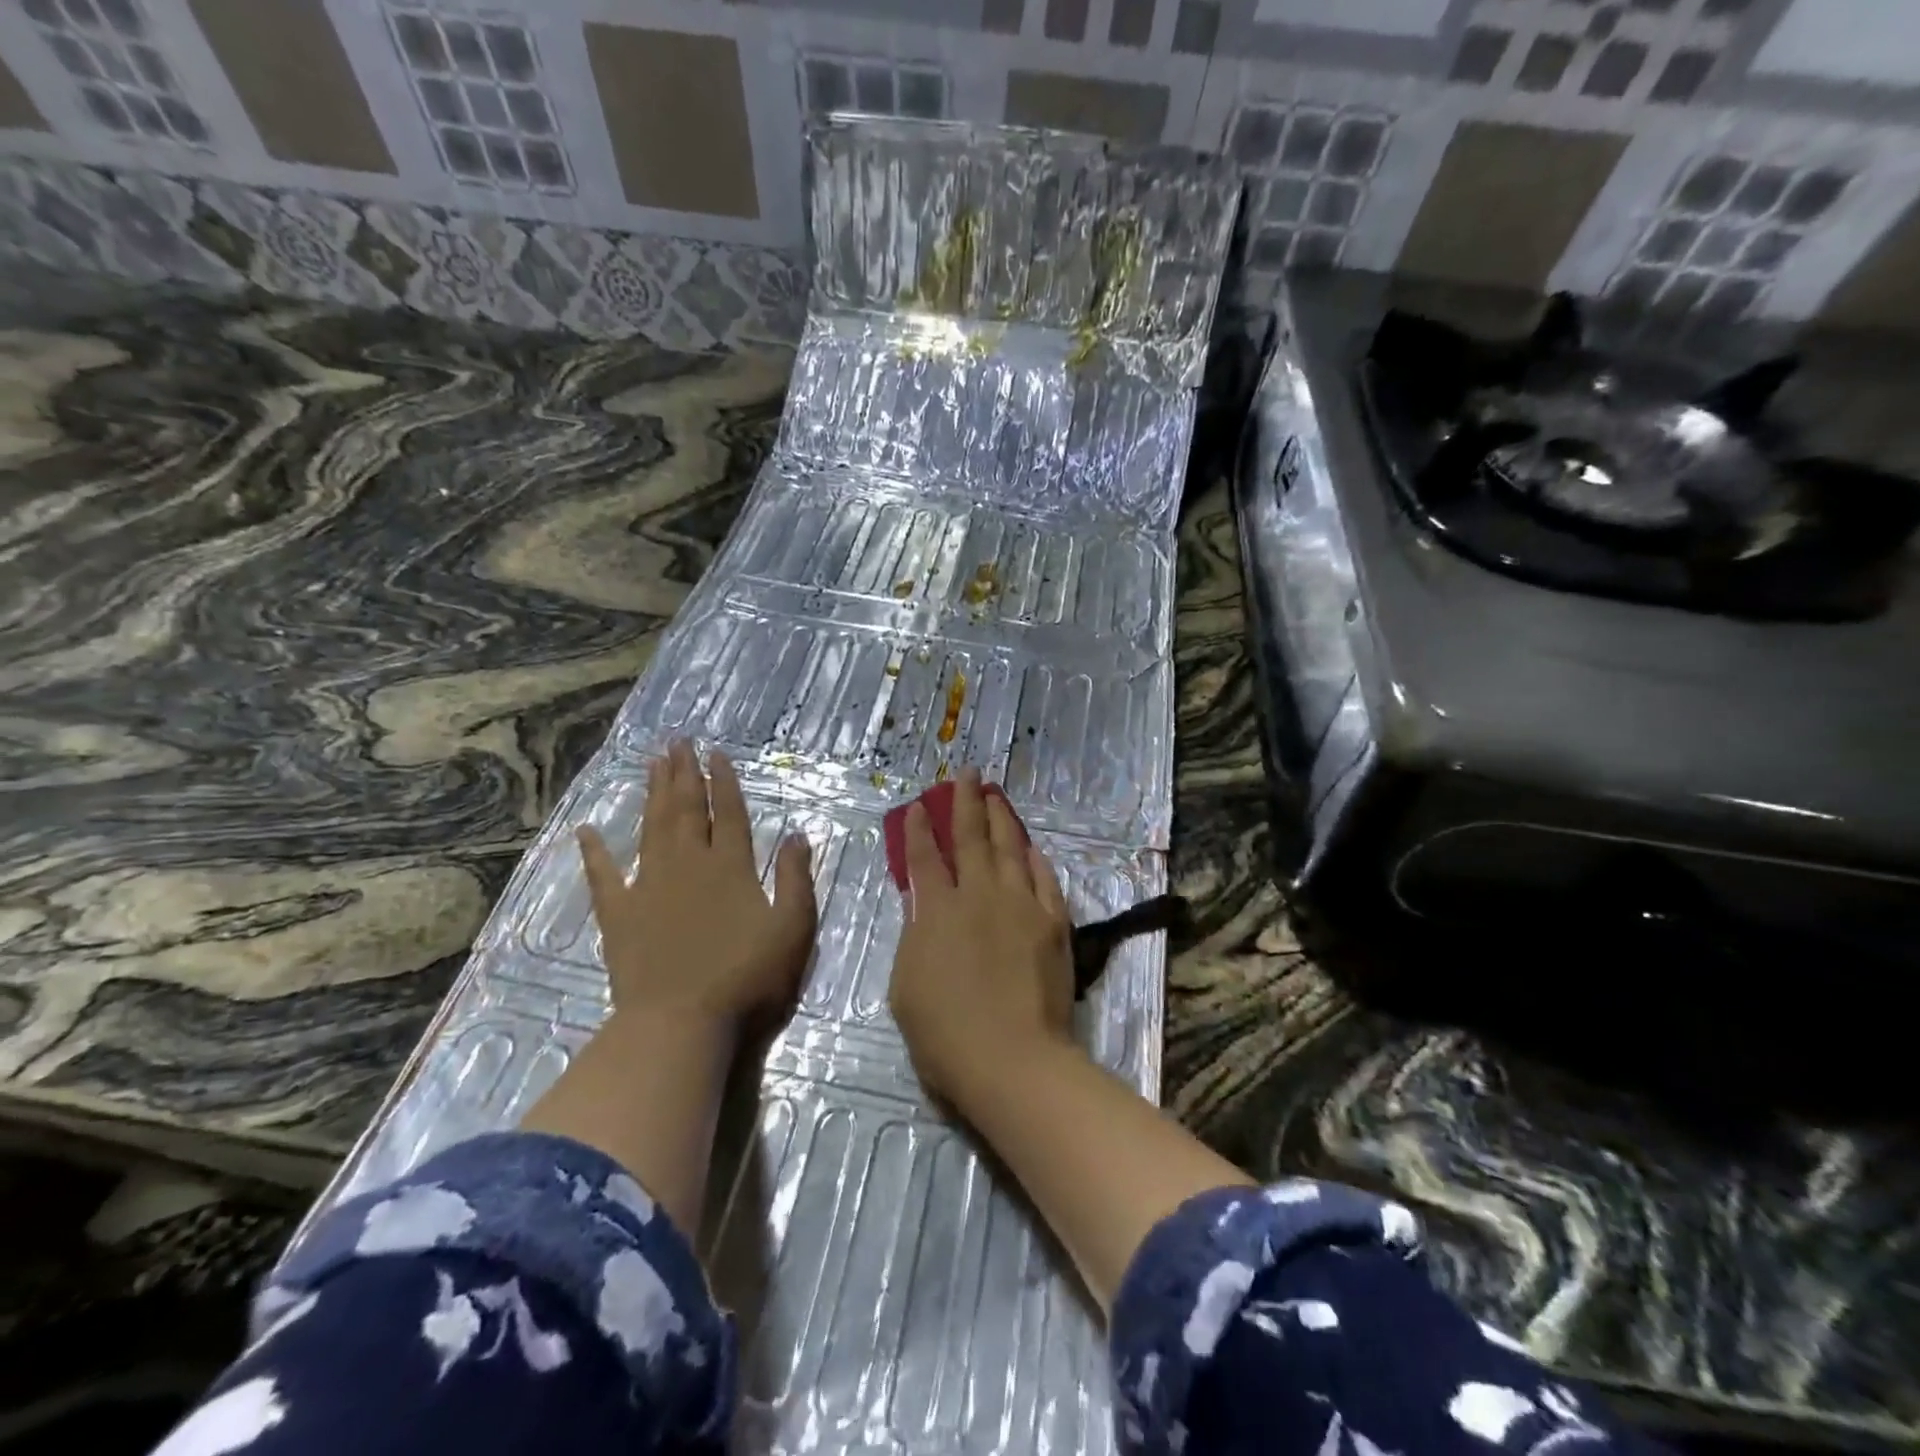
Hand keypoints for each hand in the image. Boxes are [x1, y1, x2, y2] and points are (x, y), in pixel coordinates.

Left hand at [578, 739, 815, 1028]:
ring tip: (652, 763)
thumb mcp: (792, 928)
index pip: (728, 813)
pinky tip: (586, 829)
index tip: (716, 753)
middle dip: (684, 774)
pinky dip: (594, 852)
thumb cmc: (747, 977)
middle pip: (686, 809)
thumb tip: (796, 834)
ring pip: (651, 828)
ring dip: (652, 794)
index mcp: (730, 866)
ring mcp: (648, 886)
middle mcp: (688, 864)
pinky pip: (603, 876)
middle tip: (678, 741)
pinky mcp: (618, 915)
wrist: (681, 1023)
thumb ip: (795, 878)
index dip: (724, 782)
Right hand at [889, 768, 1078, 1108]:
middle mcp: (979, 896)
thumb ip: (915, 936)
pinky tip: (1031, 846)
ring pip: (1009, 849)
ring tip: (994, 795)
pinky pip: (1044, 879)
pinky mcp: (1052, 923)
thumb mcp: (906, 985)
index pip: (924, 859)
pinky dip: (1036, 859)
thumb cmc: (944, 1033)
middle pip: (970, 838)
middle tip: (965, 773)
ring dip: (1000, 819)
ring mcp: (1020, 905)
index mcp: (937, 911)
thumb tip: (922, 906)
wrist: (1011, 1058)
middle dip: (964, 802)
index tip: (920, 805)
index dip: (919, 829)